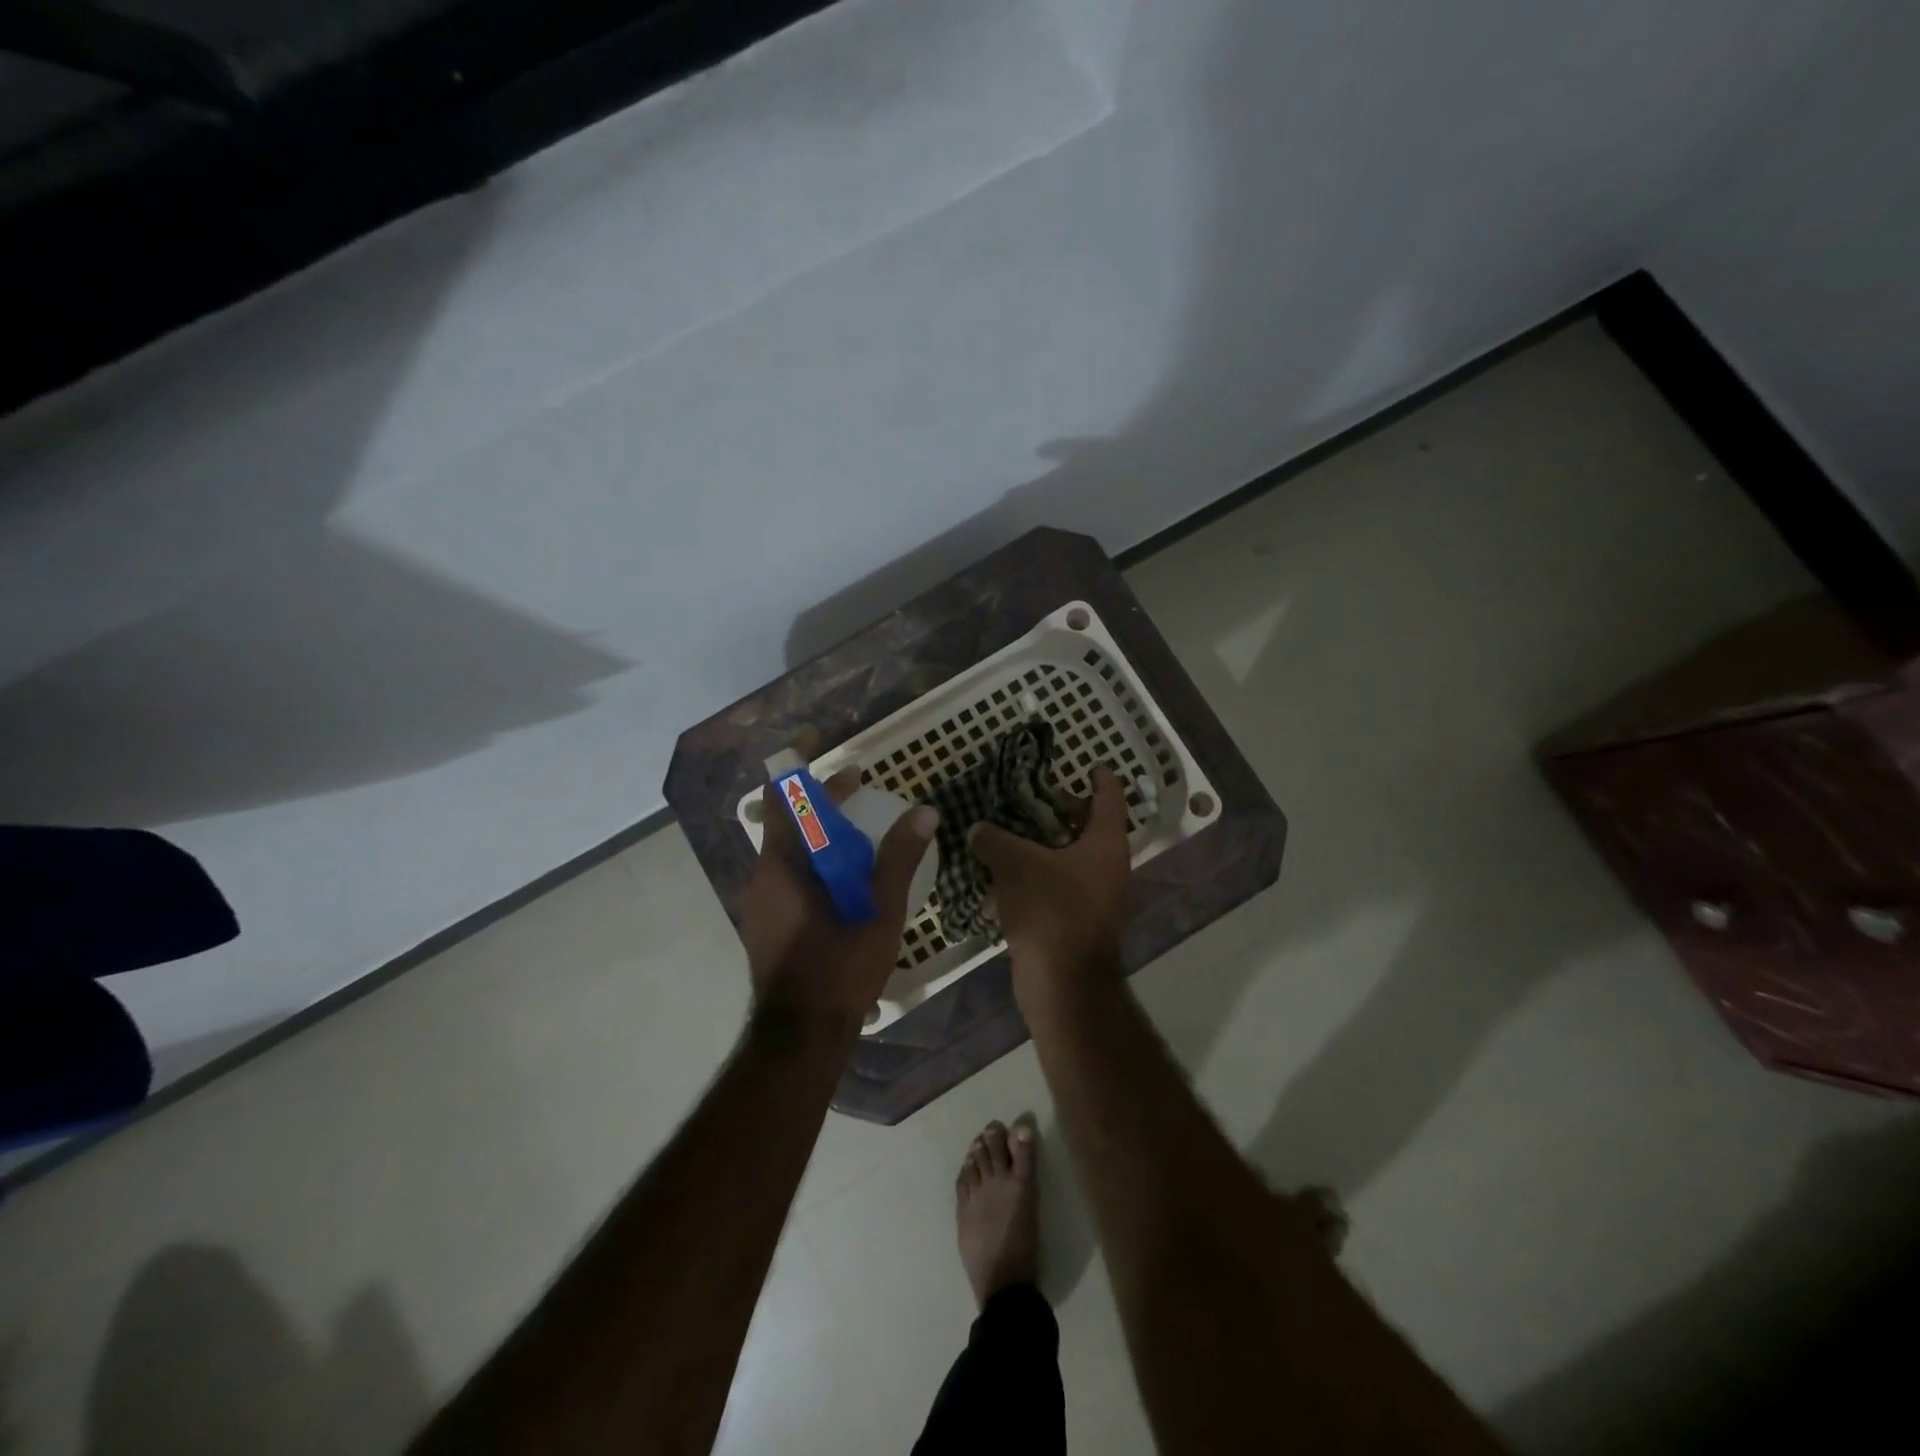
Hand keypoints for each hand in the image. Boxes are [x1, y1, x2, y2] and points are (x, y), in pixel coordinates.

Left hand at [738, 756, 938, 1037]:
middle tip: (860, 785)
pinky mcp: (769, 922)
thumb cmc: (838, 971)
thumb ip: (899, 859)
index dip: (798, 761)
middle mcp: (764, 875)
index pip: (783, 795)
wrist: (799, 1038)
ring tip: (862, 832)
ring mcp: (762, 901)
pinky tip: (849, 879)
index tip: (820, 736)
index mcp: (783, 865)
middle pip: (790, 820)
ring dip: (823, 832)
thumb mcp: (879, 913)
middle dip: (824, 798)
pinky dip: (817, 860)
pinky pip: (791, 874)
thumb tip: (925, 812)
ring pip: (791, 849)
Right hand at [969, 766, 1132, 1002]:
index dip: (1098, 777)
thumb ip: (994, 839)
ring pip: (1069, 859)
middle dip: (1058, 811)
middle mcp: (1108, 866)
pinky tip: (1003, 876)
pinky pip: (1058, 887)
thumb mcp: (1015, 864)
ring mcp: (1096, 897)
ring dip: (1042, 846)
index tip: (1085, 765)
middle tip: (1025, 800)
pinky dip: (1037, 876)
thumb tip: (977, 828)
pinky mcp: (1078, 922)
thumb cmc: (1050, 910)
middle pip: (1087, 827)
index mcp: (1105, 843)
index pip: (1109, 796)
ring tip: (1006, 834)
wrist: (1063, 984)